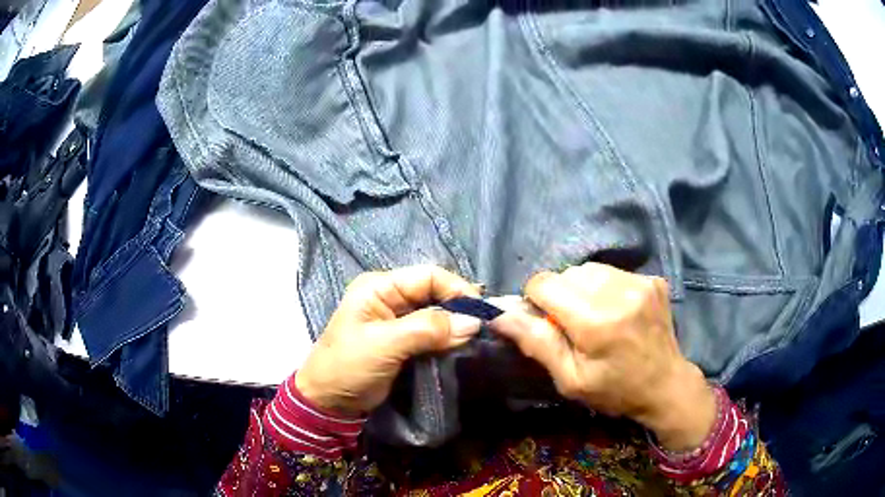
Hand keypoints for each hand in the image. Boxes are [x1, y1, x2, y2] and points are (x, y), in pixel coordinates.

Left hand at [296, 265, 482, 416]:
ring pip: (436, 313)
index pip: (427, 276)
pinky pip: (432, 332)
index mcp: (379, 287)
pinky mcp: (404, 340)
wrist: (329, 402)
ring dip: (456, 325)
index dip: (456, 289)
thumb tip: (473, 322)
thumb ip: (427, 330)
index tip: (481, 311)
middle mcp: (390, 297)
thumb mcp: (384, 345)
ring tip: (477, 337)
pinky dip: (448, 338)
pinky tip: (461, 345)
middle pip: (434, 292)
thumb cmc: (348, 367)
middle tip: (482, 327)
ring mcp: (397, 319)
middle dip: (458, 308)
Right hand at [491, 263, 716, 450]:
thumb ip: (536, 343)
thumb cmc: (614, 390)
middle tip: (573, 326)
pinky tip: (616, 311)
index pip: (544, 283)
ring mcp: (640, 282)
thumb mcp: (570, 379)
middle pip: (566, 274)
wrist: (666, 385)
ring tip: (595, 317)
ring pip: (589, 269)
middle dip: (560, 296)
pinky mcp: (652, 279)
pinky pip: (613, 272)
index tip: (546, 324)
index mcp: (595, 321)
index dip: (536, 301)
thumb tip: (499, 314)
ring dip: (582, 289)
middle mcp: (619, 292)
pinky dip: (605, 288)